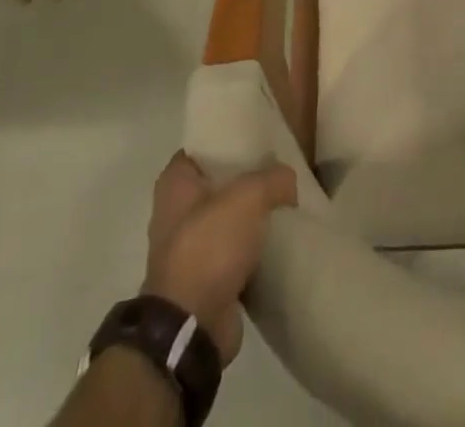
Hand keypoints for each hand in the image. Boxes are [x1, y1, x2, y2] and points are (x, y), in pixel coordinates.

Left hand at [143, 151, 297, 363]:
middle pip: (219, 183)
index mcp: (176, 184)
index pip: (203, 147)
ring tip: (287, 203)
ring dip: (253, 217)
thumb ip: (273, 179)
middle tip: (280, 170)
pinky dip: (255, 249)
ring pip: (229, 219)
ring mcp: (190, 249)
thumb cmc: (209, 246)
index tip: (258, 136)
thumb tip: (288, 182)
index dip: (229, 139)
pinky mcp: (206, 280)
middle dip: (248, 178)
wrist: (192, 328)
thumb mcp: (249, 197)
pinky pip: (236, 253)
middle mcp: (177, 212)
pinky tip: (281, 240)